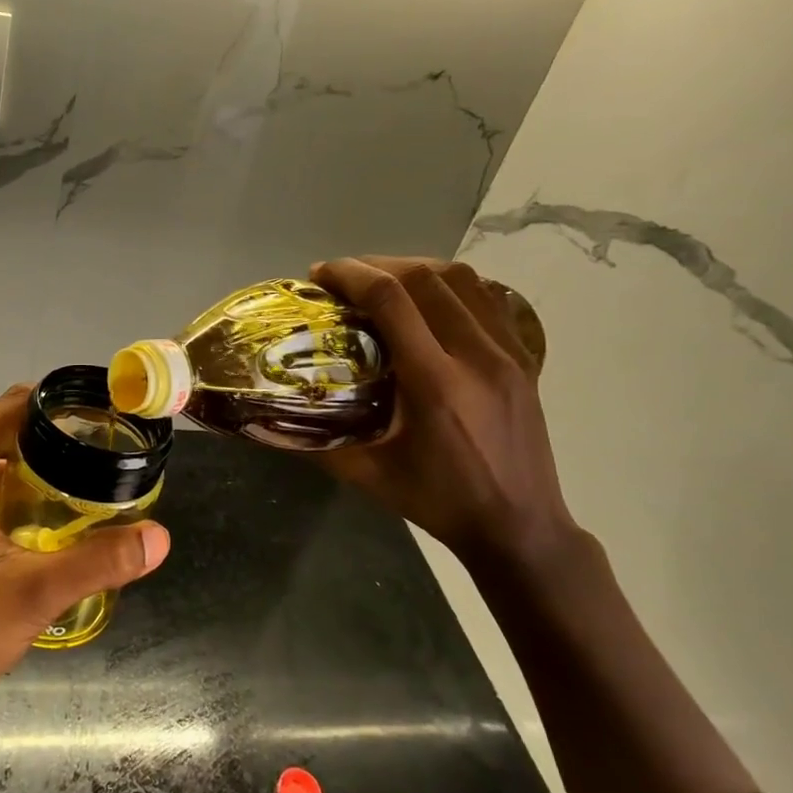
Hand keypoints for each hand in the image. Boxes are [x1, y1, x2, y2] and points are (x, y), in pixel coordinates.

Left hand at [0, 386, 170, 735]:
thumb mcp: (34, 594)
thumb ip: (100, 562)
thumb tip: (160, 537)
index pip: (12, 408)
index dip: (59, 404)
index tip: (105, 416)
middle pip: (3, 434)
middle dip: (55, 439)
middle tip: (107, 455)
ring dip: (36, 471)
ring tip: (88, 485)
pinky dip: (16, 497)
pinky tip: (48, 525)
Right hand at [310, 257, 583, 579]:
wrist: (520, 527)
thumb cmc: (439, 502)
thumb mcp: (369, 476)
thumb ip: (318, 444)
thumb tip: (268, 421)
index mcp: (435, 383)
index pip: (391, 300)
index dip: (351, 275)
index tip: (320, 275)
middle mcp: (476, 356)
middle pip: (426, 278)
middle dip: (377, 265)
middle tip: (345, 277)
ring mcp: (508, 354)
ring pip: (463, 280)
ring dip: (416, 268)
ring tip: (384, 280)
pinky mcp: (524, 359)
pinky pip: (489, 299)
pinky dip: (454, 285)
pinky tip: (431, 298)